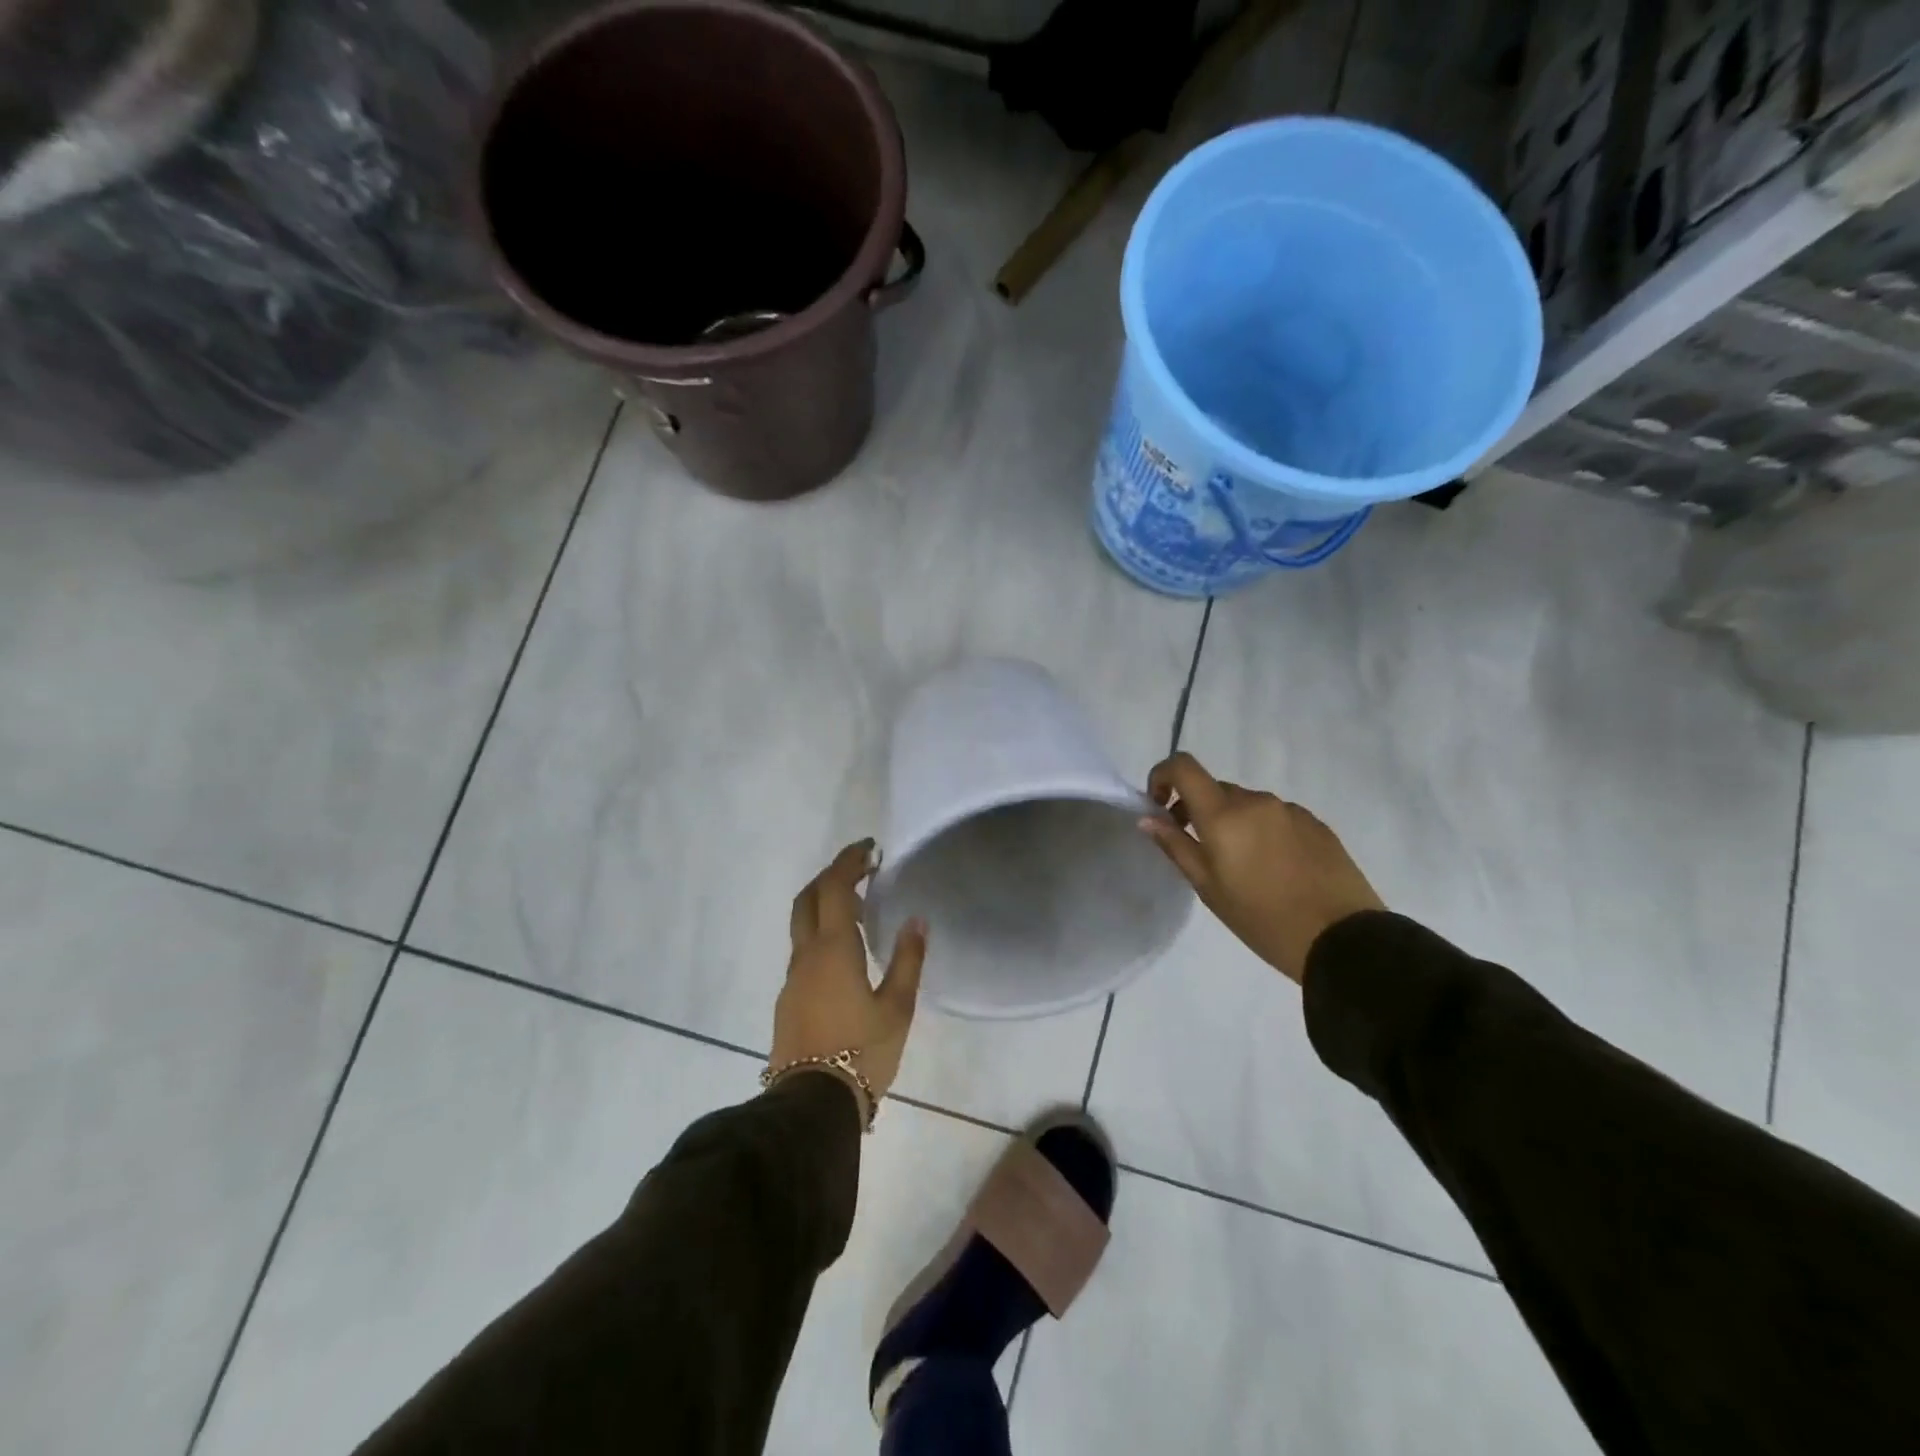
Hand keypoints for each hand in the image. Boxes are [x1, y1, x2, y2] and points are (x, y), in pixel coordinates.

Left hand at [771, 840, 928, 1114]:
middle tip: (861, 870)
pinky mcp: (788, 1000)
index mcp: (833, 949)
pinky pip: (803, 951)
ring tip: (861, 912)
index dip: (850, 862)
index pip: (835, 888)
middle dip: (831, 875)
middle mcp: (806, 955)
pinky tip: (846, 955)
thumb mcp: (897, 1008)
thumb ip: (908, 960)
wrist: (812, 1107)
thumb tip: (916, 920)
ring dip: (826, 905)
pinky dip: (822, 934)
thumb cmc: (862, 1053)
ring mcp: (792, 978)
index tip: (870, 849)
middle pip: (808, 898)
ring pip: (802, 925)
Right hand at [1142, 753, 1383, 984]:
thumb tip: (1148, 818)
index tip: (1158, 805)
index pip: (1183, 766)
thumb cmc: (1262, 919)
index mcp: (1224, 814)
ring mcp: (1289, 810)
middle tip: (1198, 849)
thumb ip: (1176, 846)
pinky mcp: (1316, 824)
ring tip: (1242, 867)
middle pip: (1215, 789)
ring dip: (1232, 822)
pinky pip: (1275, 817)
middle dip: (1198, 809)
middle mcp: (1256, 801)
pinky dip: (1262, 832)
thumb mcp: (1208, 888)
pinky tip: (1274, 869)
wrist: (1343, 940)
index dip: (1162, 775)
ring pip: (1246, 804)